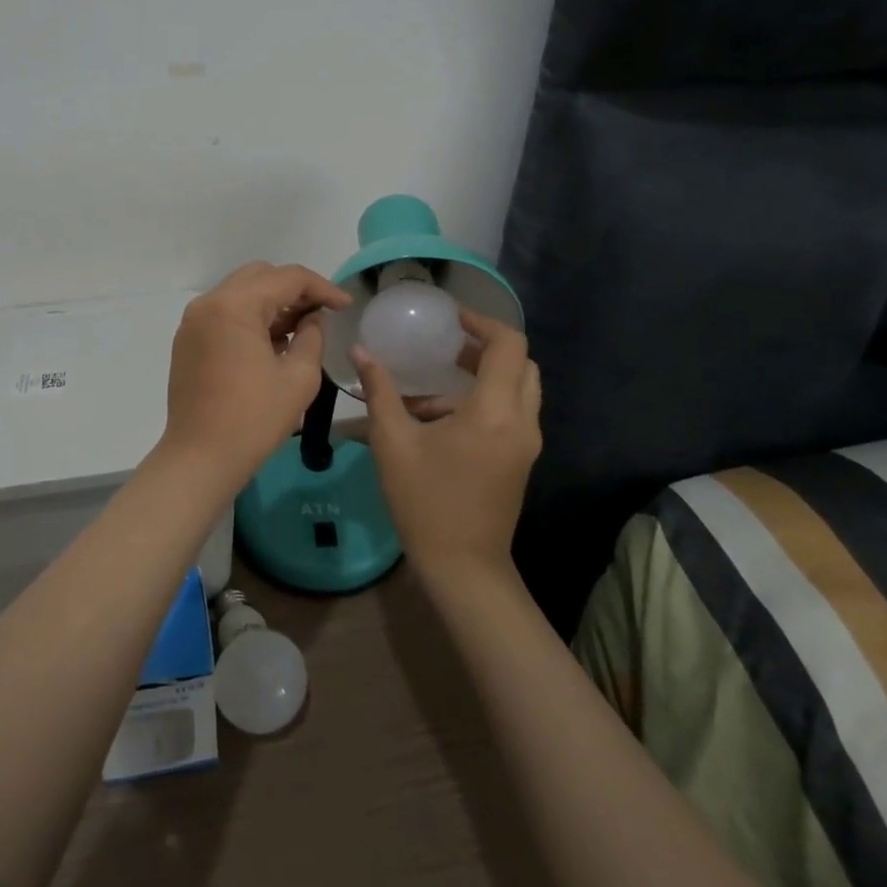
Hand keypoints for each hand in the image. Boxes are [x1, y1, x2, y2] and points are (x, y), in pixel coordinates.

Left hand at [160, 262, 351, 487]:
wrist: (200, 458)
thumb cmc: (254, 419)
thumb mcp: (299, 378)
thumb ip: (312, 337)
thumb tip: (312, 318)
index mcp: (234, 306)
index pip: (286, 278)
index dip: (322, 287)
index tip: (345, 305)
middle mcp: (209, 304)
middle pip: (260, 276)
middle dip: (294, 290)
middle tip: (322, 312)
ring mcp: (193, 322)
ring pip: (240, 293)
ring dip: (272, 302)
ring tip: (301, 328)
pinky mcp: (188, 341)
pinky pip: (224, 313)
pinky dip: (250, 317)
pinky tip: (272, 341)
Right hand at [353, 309, 541, 577]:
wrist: (463, 567)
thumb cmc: (425, 502)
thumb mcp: (393, 442)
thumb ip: (380, 390)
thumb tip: (360, 351)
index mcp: (494, 411)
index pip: (509, 345)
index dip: (482, 322)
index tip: (451, 318)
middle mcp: (522, 421)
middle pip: (521, 363)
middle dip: (487, 346)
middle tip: (448, 345)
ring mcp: (526, 443)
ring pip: (520, 388)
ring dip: (486, 374)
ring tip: (438, 379)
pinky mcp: (522, 459)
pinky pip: (514, 412)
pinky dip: (488, 399)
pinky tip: (443, 415)